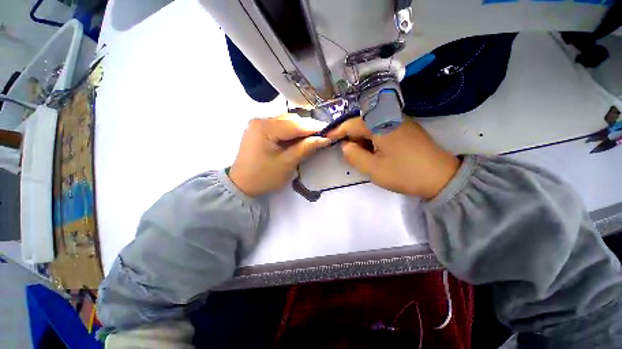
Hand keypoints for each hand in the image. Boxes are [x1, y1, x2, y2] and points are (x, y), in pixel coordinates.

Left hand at [229, 114, 330, 196]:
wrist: (241, 185)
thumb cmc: (264, 177)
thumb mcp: (287, 163)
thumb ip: (306, 148)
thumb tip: (324, 139)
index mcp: (264, 128)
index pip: (295, 124)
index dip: (314, 127)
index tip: (329, 131)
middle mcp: (260, 120)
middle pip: (290, 119)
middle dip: (307, 127)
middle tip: (321, 136)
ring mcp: (258, 124)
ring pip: (286, 121)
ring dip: (300, 129)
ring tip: (311, 138)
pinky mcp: (259, 130)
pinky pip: (279, 126)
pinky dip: (291, 132)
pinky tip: (298, 139)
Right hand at [328, 117, 459, 199]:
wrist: (441, 177)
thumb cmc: (403, 173)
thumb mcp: (372, 168)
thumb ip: (353, 155)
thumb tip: (345, 145)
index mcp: (379, 124)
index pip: (351, 124)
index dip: (337, 131)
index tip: (327, 138)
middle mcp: (389, 116)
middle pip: (362, 122)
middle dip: (350, 136)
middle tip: (345, 151)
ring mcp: (400, 121)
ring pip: (372, 125)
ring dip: (362, 138)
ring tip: (360, 154)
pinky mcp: (406, 128)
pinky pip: (382, 128)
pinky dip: (373, 138)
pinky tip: (374, 150)